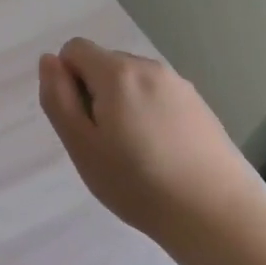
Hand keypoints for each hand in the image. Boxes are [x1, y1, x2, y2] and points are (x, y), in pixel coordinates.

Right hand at [38, 37, 261, 239]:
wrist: (216, 214)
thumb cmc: (136, 183)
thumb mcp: (81, 145)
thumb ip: (58, 98)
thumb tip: (49, 60)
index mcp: (118, 73)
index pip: (74, 49)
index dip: (67, 82)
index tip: (81, 122)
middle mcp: (150, 67)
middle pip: (105, 64)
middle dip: (95, 94)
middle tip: (104, 145)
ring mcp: (179, 85)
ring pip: (132, 83)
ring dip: (121, 106)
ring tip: (134, 154)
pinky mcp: (199, 106)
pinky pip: (157, 98)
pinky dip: (148, 116)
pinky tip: (161, 155)